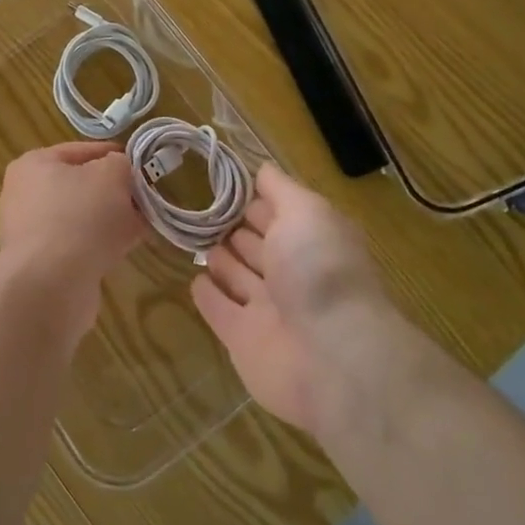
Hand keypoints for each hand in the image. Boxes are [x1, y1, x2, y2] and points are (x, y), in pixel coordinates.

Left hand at [0, 142, 145, 340]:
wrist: (51, 286)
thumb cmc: (79, 216)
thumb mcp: (111, 175)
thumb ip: (120, 164)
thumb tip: (120, 171)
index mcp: (33, 164)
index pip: (81, 150)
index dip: (114, 155)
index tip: (143, 165)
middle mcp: (25, 195)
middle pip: (81, 185)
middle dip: (115, 191)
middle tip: (145, 197)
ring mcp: (31, 232)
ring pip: (82, 217)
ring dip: (112, 219)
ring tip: (143, 224)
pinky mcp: (42, 264)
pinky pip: (78, 244)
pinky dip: (101, 244)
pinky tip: (127, 248)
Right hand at [191, 163, 429, 444]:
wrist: (331, 357)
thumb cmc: (320, 270)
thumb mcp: (306, 211)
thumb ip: (281, 189)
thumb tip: (261, 168)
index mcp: (310, 241)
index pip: (277, 213)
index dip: (254, 197)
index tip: (221, 181)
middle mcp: (291, 273)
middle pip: (257, 245)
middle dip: (233, 226)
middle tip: (200, 208)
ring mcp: (267, 309)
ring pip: (238, 276)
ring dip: (220, 258)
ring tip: (193, 237)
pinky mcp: (243, 340)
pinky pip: (220, 311)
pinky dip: (208, 295)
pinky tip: (194, 279)